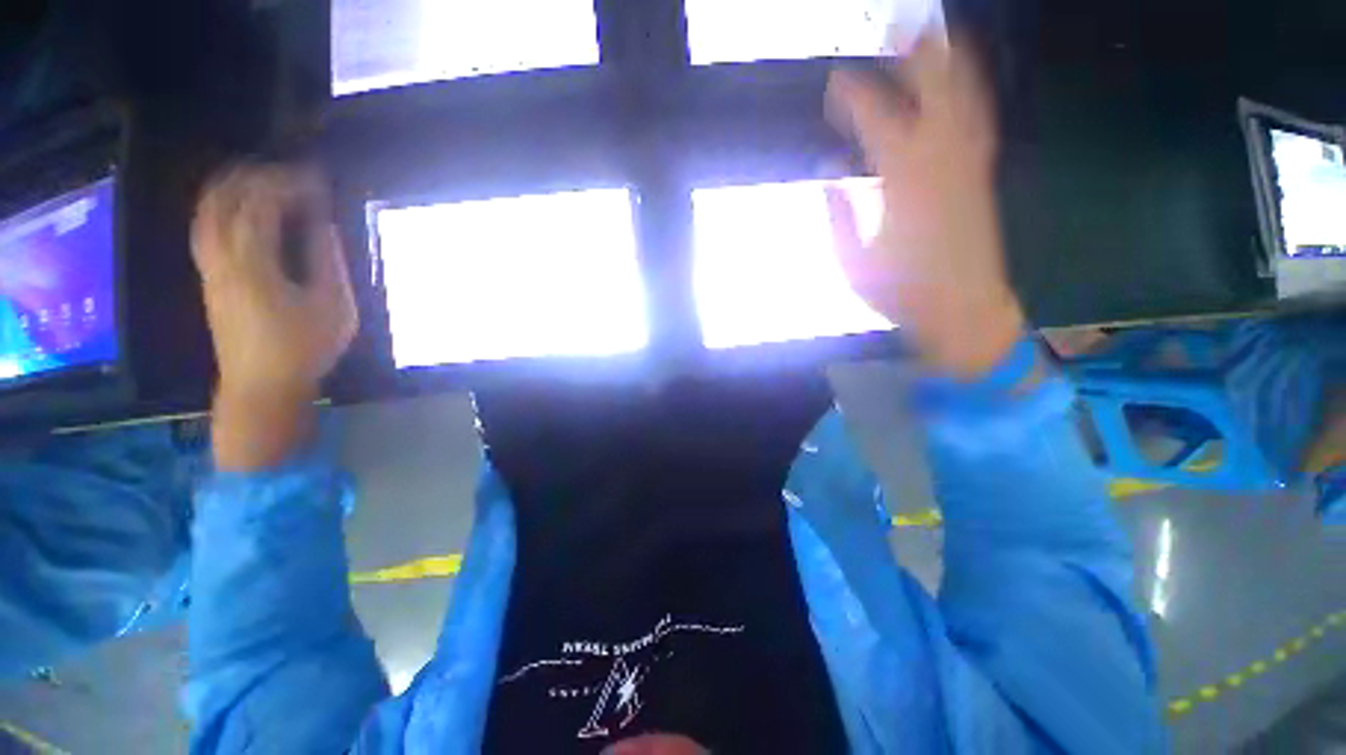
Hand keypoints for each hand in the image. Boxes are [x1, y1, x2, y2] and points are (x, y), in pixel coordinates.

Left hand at [192, 163, 356, 468]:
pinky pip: (206, 227)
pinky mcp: (208, 277)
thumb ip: (325, 261)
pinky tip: (243, 210)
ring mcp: (209, 267)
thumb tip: (321, 225)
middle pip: (223, 198)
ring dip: (233, 187)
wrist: (261, 386)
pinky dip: (222, 206)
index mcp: (253, 263)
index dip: (289, 183)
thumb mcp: (333, 307)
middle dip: (255, 175)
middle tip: (289, 173)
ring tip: (264, 180)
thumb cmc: (304, 349)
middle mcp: (221, 257)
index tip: (317, 179)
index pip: (262, 203)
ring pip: (207, 210)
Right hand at [826, 28, 1025, 378]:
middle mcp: (942, 165)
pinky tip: (962, 81)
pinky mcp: (982, 177)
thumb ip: (838, 218)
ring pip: (965, 99)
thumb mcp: (854, 264)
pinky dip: (971, 92)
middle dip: (916, 55)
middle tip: (896, 27)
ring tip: (933, 35)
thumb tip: (828, 175)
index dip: (855, 97)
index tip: (835, 81)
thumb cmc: (902, 293)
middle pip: (935, 93)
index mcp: (904, 187)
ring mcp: (969, 167)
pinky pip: (979, 121)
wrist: (963, 309)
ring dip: (950, 62)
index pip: (879, 124)